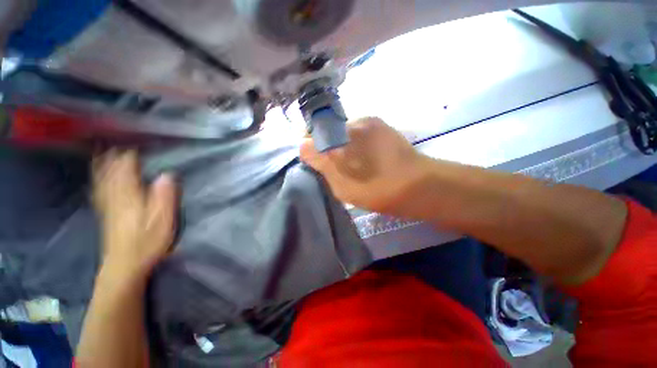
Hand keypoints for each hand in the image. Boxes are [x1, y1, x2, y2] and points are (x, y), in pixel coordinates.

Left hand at [93, 150, 176, 279]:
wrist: (125, 266)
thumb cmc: (147, 242)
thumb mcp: (162, 220)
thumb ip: (164, 197)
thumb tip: (166, 175)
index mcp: (130, 197)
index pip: (127, 171)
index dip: (129, 157)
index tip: (135, 145)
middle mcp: (115, 198)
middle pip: (111, 173)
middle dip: (113, 158)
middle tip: (116, 144)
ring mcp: (108, 207)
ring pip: (102, 182)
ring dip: (103, 167)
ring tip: (103, 154)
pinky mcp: (106, 215)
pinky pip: (99, 193)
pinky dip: (98, 182)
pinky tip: (98, 179)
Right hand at [301, 117, 425, 213]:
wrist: (419, 186)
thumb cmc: (377, 190)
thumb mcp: (342, 187)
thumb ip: (321, 165)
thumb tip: (304, 146)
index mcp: (340, 140)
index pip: (312, 138)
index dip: (311, 150)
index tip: (317, 164)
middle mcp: (352, 123)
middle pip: (328, 133)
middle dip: (327, 148)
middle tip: (335, 167)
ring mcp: (368, 122)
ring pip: (343, 132)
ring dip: (342, 146)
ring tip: (352, 163)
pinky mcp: (380, 124)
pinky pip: (358, 132)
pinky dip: (355, 143)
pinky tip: (365, 157)